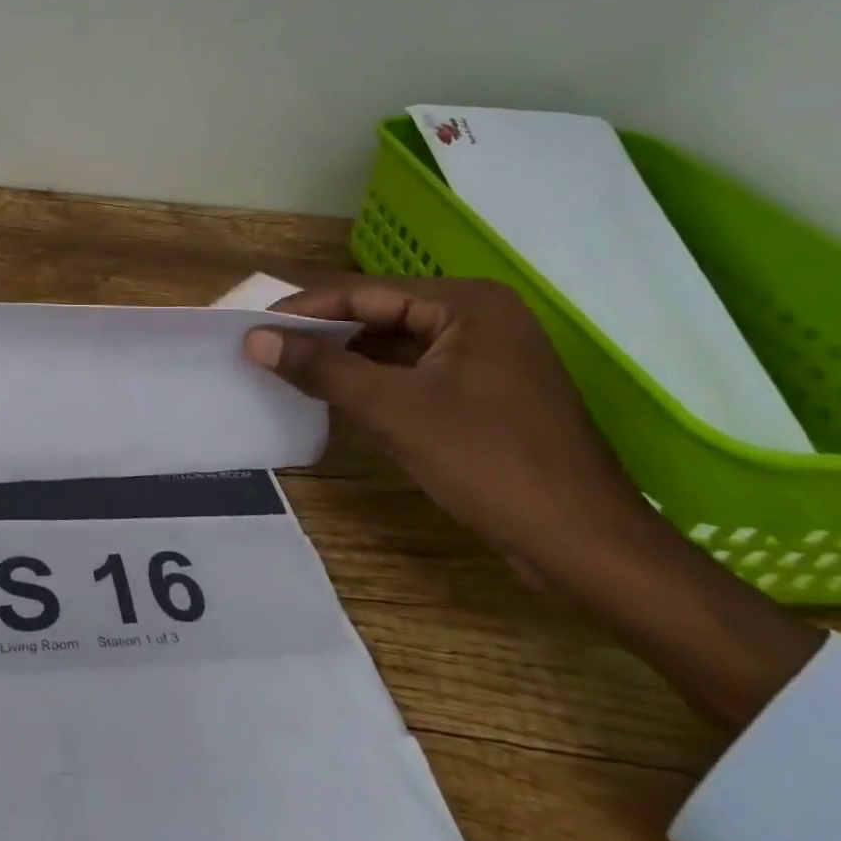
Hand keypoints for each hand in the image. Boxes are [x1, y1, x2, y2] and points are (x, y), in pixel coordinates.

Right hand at [243, 275, 822, 732]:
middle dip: (324, 333)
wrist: (587, 548)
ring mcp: (488, 356)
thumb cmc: (491, 464)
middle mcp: (480, 317)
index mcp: (468, 304)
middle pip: (381, 314)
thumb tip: (254, 339)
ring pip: (396, 346)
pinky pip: (415, 373)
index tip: (254, 327)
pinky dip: (376, 382)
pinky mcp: (487, 392)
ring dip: (347, 359)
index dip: (305, 309)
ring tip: (292, 371)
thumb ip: (322, 368)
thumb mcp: (395, 410)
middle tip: (267, 349)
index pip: (366, 292)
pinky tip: (339, 396)